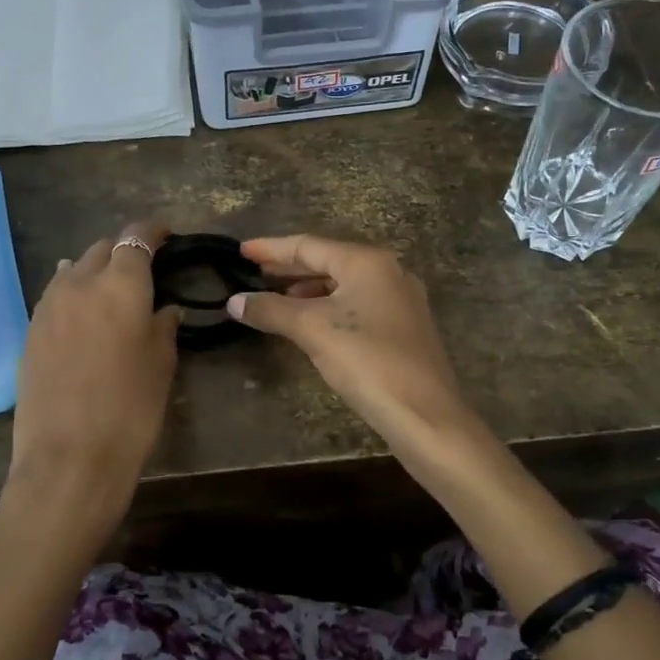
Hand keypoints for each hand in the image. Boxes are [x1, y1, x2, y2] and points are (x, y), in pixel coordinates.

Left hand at [6, 223, 179, 548]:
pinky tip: (83, 313)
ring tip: (111, 290)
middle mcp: (80, 283)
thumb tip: (164, 308)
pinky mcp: (30, 330)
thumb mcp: (161, 365)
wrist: (68, 458)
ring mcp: (48, 305)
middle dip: (123, 251)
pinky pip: (55, 295)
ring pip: (74, 270)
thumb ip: (163, 326)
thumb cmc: (131, 410)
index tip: (166, 233)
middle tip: (143, 270)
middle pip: (102, 249)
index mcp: (121, 285)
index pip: (136, 238)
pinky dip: (74, 294)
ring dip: (95, 271)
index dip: (152, 231)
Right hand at [230, 235, 473, 452]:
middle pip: (328, 262)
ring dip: (308, 290)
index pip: (309, 245)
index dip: (271, 248)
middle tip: (254, 273)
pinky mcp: (405, 328)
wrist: (424, 414)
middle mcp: (388, 271)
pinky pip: (357, 305)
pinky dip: (328, 307)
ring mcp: (400, 300)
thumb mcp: (312, 330)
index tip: (241, 250)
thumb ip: (271, 310)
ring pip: (344, 285)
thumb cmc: (367, 360)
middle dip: (289, 268)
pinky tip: (311, 324)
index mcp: (367, 262)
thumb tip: (234, 301)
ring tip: (276, 300)